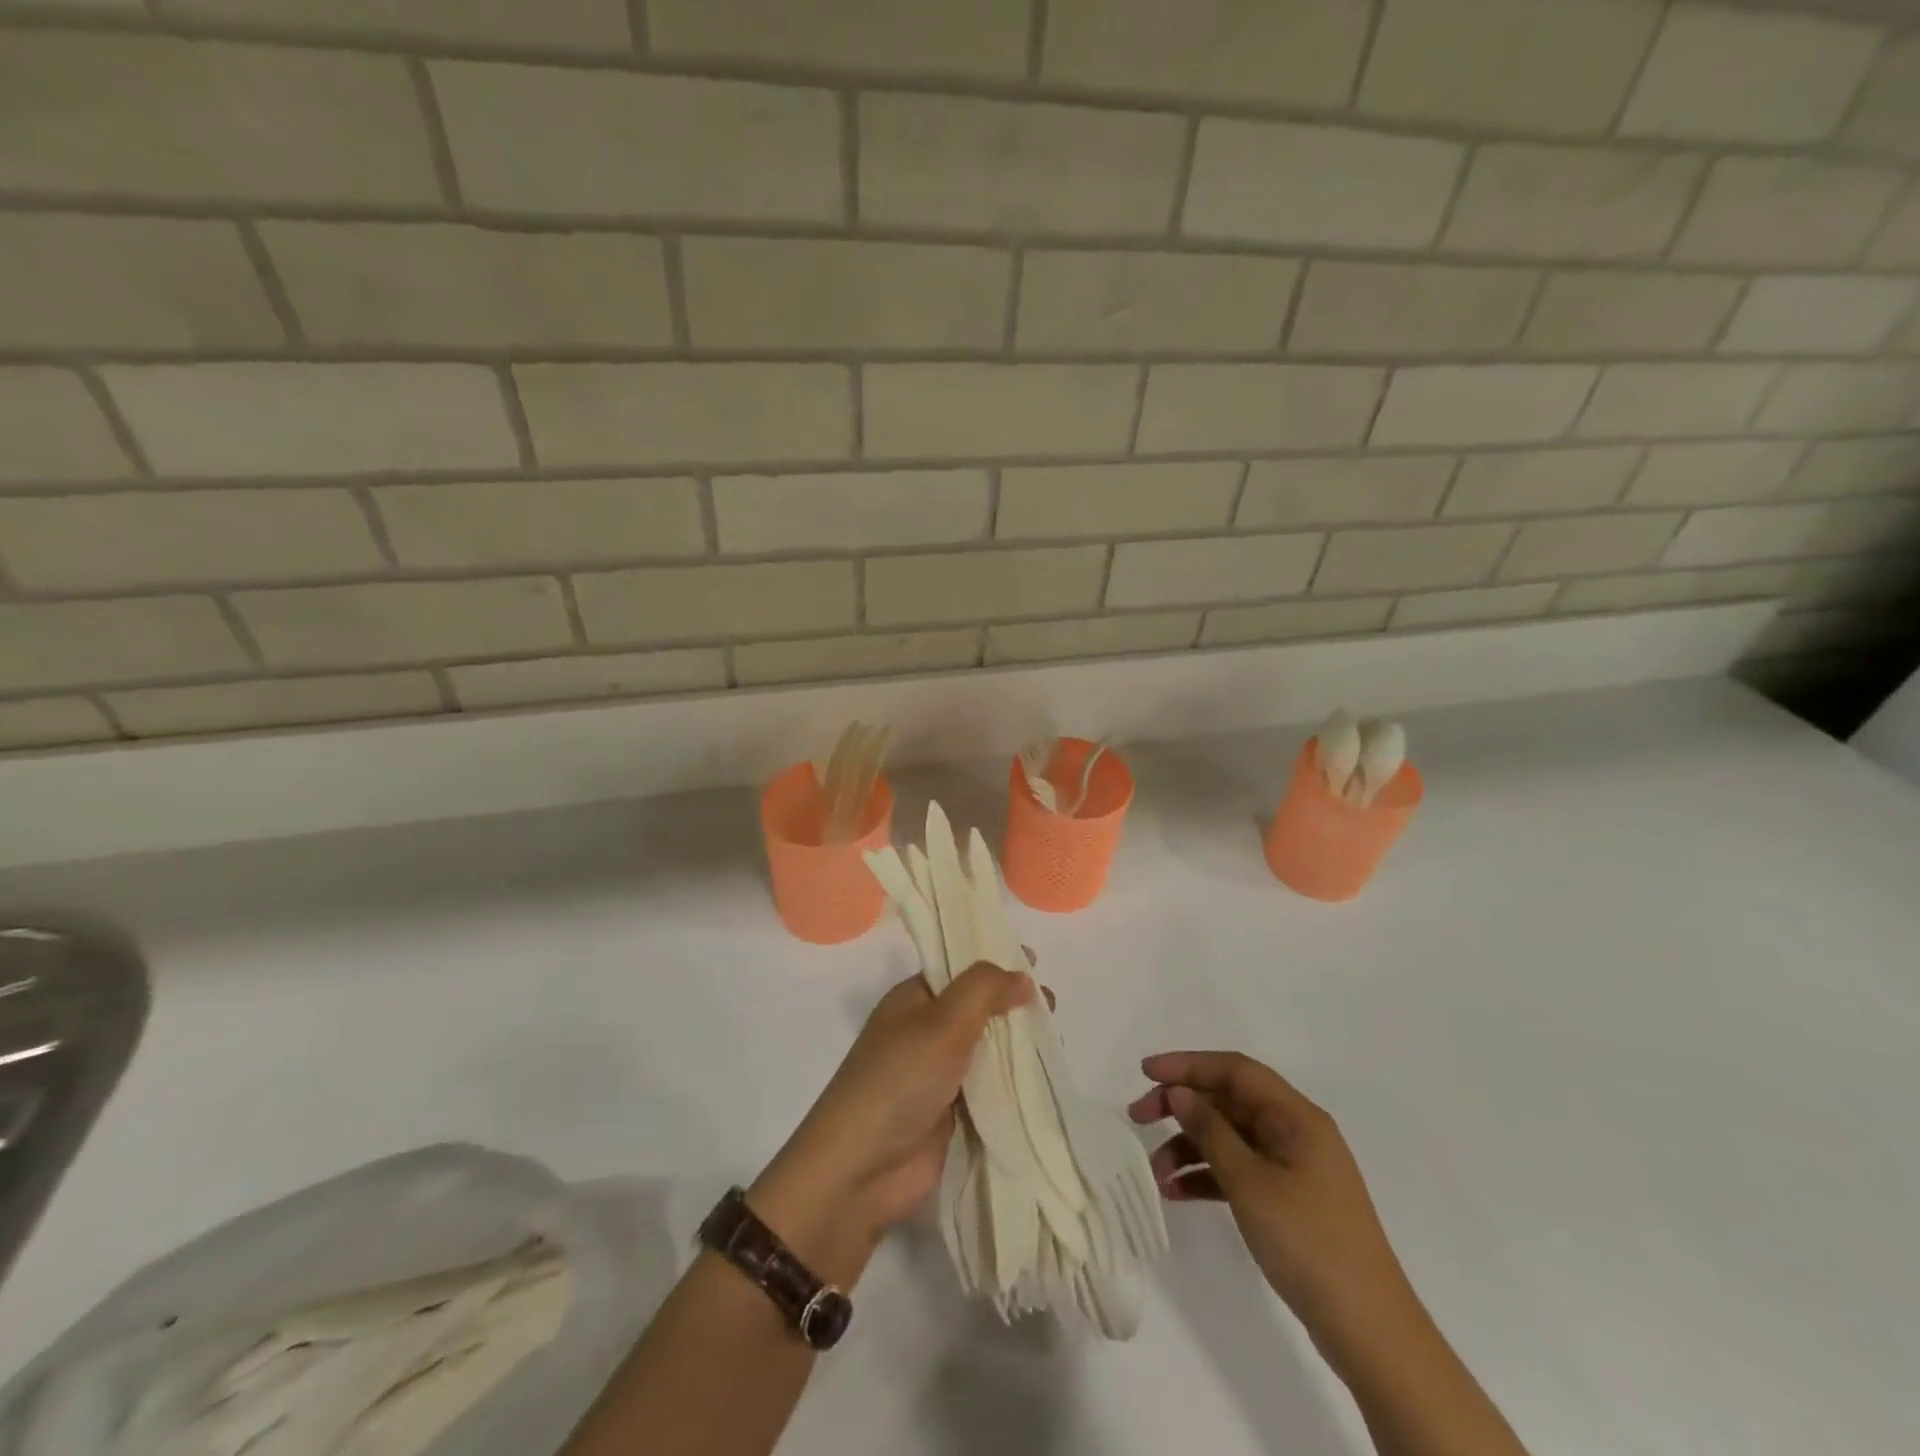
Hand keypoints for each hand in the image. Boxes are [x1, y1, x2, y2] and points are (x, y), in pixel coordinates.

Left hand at [749, 963, 1033, 1286]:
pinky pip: (992, 1088)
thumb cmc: (899, 1080)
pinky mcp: (954, 1114)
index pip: (959, 967)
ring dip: (1018, 1045)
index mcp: (914, 998)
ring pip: (988, 1049)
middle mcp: (926, 1030)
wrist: (861, 1170)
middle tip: (1053, 1006)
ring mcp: (939, 1074)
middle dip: (1013, 1004)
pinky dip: (1016, 1083)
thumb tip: (1023, 975)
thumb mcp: (941, 1022)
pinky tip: (1047, 1078)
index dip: (994, 961)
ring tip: (1055, 1040)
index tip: (1035, 960)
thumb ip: (984, 990)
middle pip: (978, 1008)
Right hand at [1129, 1052, 1415, 1359]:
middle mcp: (1294, 1132)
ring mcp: (1291, 1168)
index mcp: (1296, 1116)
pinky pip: (1237, 1171)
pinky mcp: (1286, 1200)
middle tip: (1137, 1116)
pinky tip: (1175, 1193)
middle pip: (1228, 1100)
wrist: (1370, 1331)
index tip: (1145, 1071)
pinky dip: (1206, 1176)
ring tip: (1153, 1173)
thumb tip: (1179, 1093)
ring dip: (1188, 1147)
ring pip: (1228, 1138)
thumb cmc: (1310, 1242)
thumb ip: (1211, 1131)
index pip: (1234, 1070)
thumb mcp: (1251, 1183)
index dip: (1188, 1064)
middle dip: (1181, 1105)